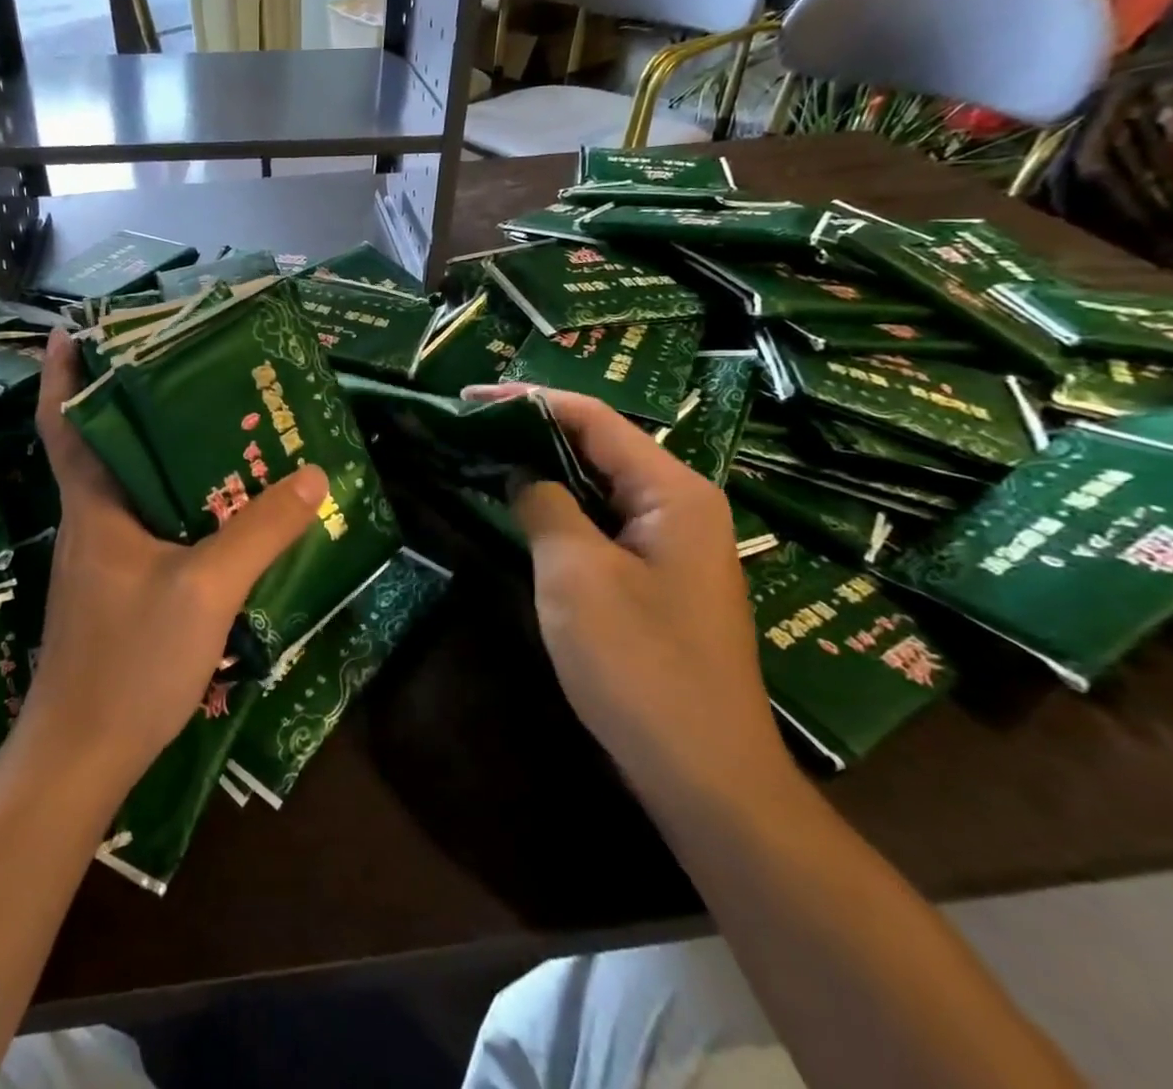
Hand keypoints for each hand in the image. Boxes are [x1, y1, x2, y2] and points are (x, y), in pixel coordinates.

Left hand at [26, 328, 328, 797]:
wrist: (82, 758)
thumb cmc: (130, 661)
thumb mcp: (206, 589)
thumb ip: (260, 531)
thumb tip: (313, 474)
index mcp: (94, 506)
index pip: (64, 423)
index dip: (63, 374)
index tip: (73, 329)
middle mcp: (91, 522)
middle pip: (104, 446)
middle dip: (133, 402)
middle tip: (186, 368)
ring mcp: (101, 559)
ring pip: (128, 487)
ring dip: (159, 454)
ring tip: (213, 426)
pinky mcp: (116, 590)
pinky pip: (146, 525)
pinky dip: (173, 502)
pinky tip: (215, 509)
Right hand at [463, 384, 788, 796]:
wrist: (704, 774)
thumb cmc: (640, 665)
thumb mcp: (576, 573)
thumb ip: (543, 506)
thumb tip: (520, 473)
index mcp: (673, 491)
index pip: (594, 419)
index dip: (529, 400)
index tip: (468, 397)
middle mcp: (680, 506)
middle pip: (599, 446)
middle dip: (533, 430)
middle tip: (468, 425)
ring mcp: (670, 545)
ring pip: (597, 485)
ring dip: (543, 468)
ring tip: (483, 454)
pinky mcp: (655, 578)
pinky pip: (601, 523)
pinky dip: (558, 508)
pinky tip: (519, 508)